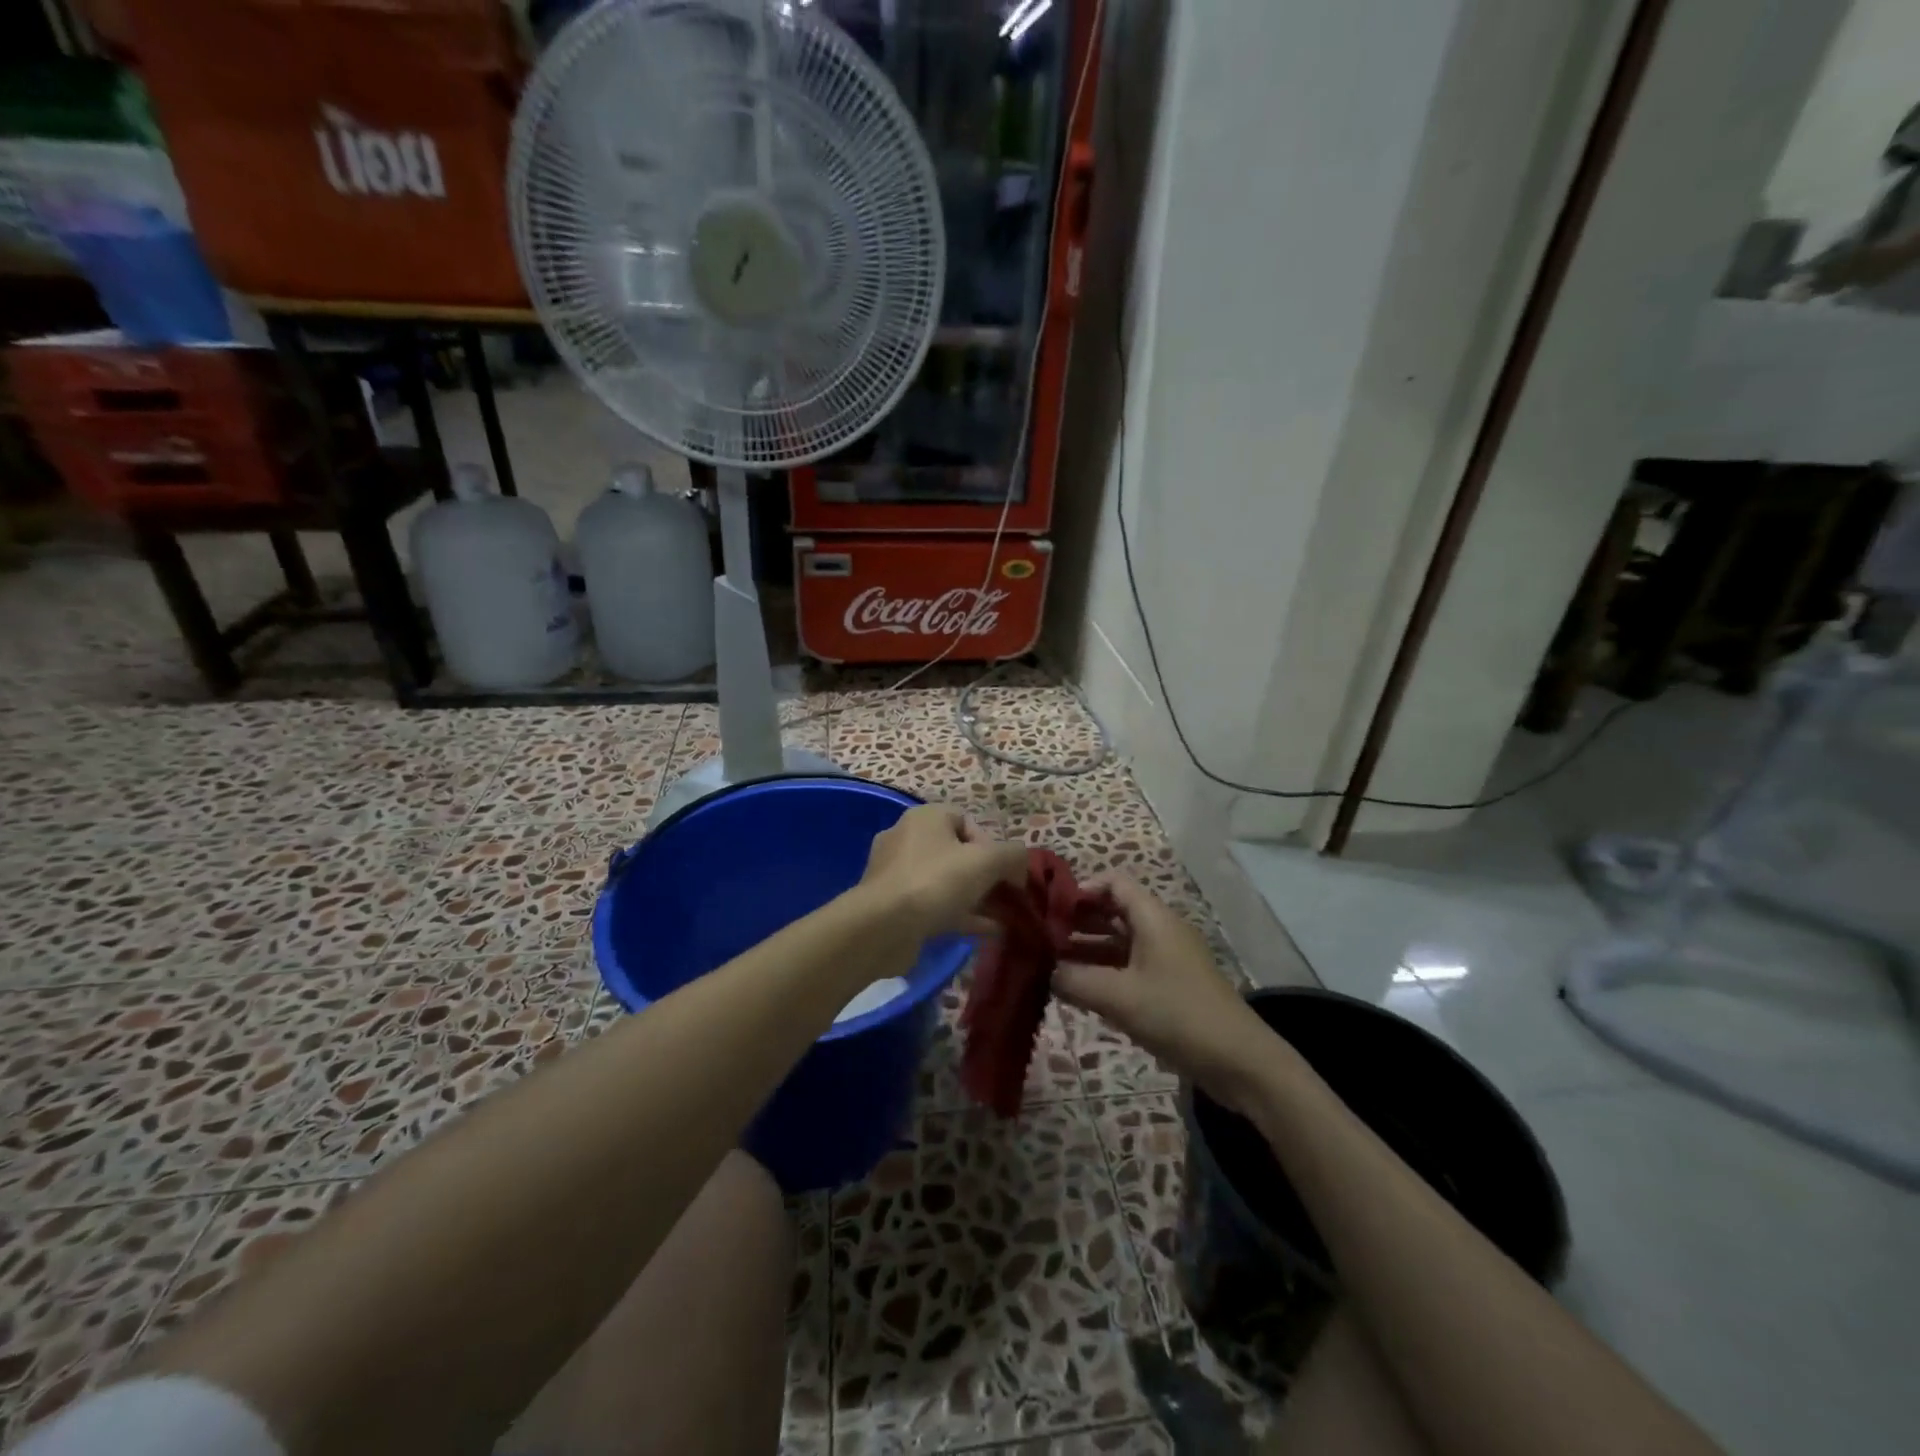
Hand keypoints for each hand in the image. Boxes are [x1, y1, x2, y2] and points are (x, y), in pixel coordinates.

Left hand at [859, 805, 1029, 938]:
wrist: (882, 927)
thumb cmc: (935, 881)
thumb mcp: (986, 861)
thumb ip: (1013, 856)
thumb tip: (1021, 863)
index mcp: (925, 818)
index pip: (967, 821)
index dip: (992, 844)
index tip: (1004, 871)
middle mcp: (907, 838)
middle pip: (957, 853)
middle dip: (986, 876)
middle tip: (1006, 897)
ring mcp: (896, 873)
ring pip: (946, 882)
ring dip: (976, 898)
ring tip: (1002, 918)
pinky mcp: (892, 905)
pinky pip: (933, 904)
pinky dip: (960, 915)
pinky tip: (985, 932)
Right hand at [1052, 874, 1281, 1113]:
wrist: (1239, 1062)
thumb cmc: (1178, 1015)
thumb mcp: (1119, 996)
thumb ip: (1075, 980)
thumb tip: (1043, 970)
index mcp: (1153, 918)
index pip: (1113, 882)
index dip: (1081, 889)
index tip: (1050, 911)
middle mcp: (1160, 930)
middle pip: (1113, 911)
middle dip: (1078, 922)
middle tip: (1042, 939)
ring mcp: (1166, 959)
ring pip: (1119, 942)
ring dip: (1087, 950)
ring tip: (1051, 965)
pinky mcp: (1170, 986)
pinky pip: (1129, 967)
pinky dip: (1104, 972)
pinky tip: (1078, 990)